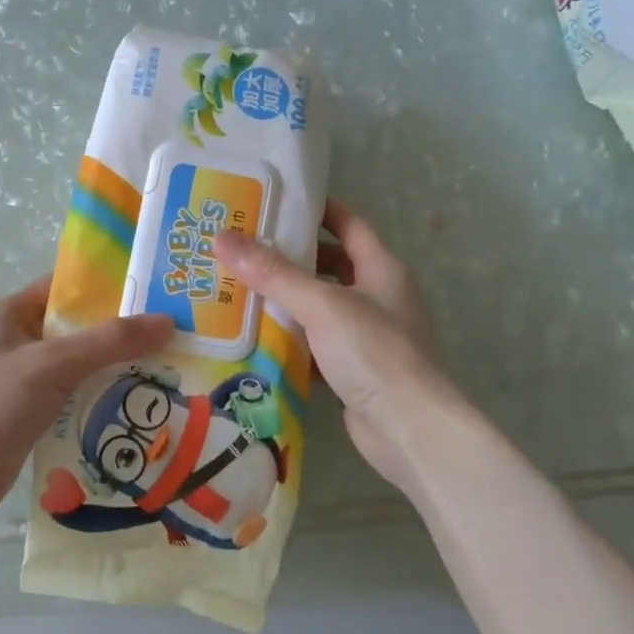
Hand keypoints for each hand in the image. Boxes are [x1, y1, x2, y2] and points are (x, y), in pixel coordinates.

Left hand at [0, 277, 173, 535]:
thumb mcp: (51, 364)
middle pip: (78, 329)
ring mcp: (21, 380)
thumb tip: (167, 322)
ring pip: (79, 367)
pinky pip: (73, 399)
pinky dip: (100, 401)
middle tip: (174, 337)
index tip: (157, 292)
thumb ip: (109, 342)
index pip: (66, 288)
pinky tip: (139, 407)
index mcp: (10, 312)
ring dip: (115, 371)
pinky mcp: (29, 415)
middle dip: (121, 335)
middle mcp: (15, 340)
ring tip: (170, 371)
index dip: (109, 287)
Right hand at [215, 202, 461, 485]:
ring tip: (235, 288)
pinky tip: (253, 337)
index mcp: (381, 269)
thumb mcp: (321, 305)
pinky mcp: (351, 369)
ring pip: (318, 307)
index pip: (348, 223)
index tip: (272, 202)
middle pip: (328, 265)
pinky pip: (314, 344)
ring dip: (283, 300)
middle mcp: (377, 296)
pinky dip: (288, 339)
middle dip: (287, 257)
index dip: (315, 209)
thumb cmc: (375, 353)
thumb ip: (272, 273)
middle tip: (239, 249)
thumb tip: (222, 238)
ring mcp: (366, 335)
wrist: (411, 431)